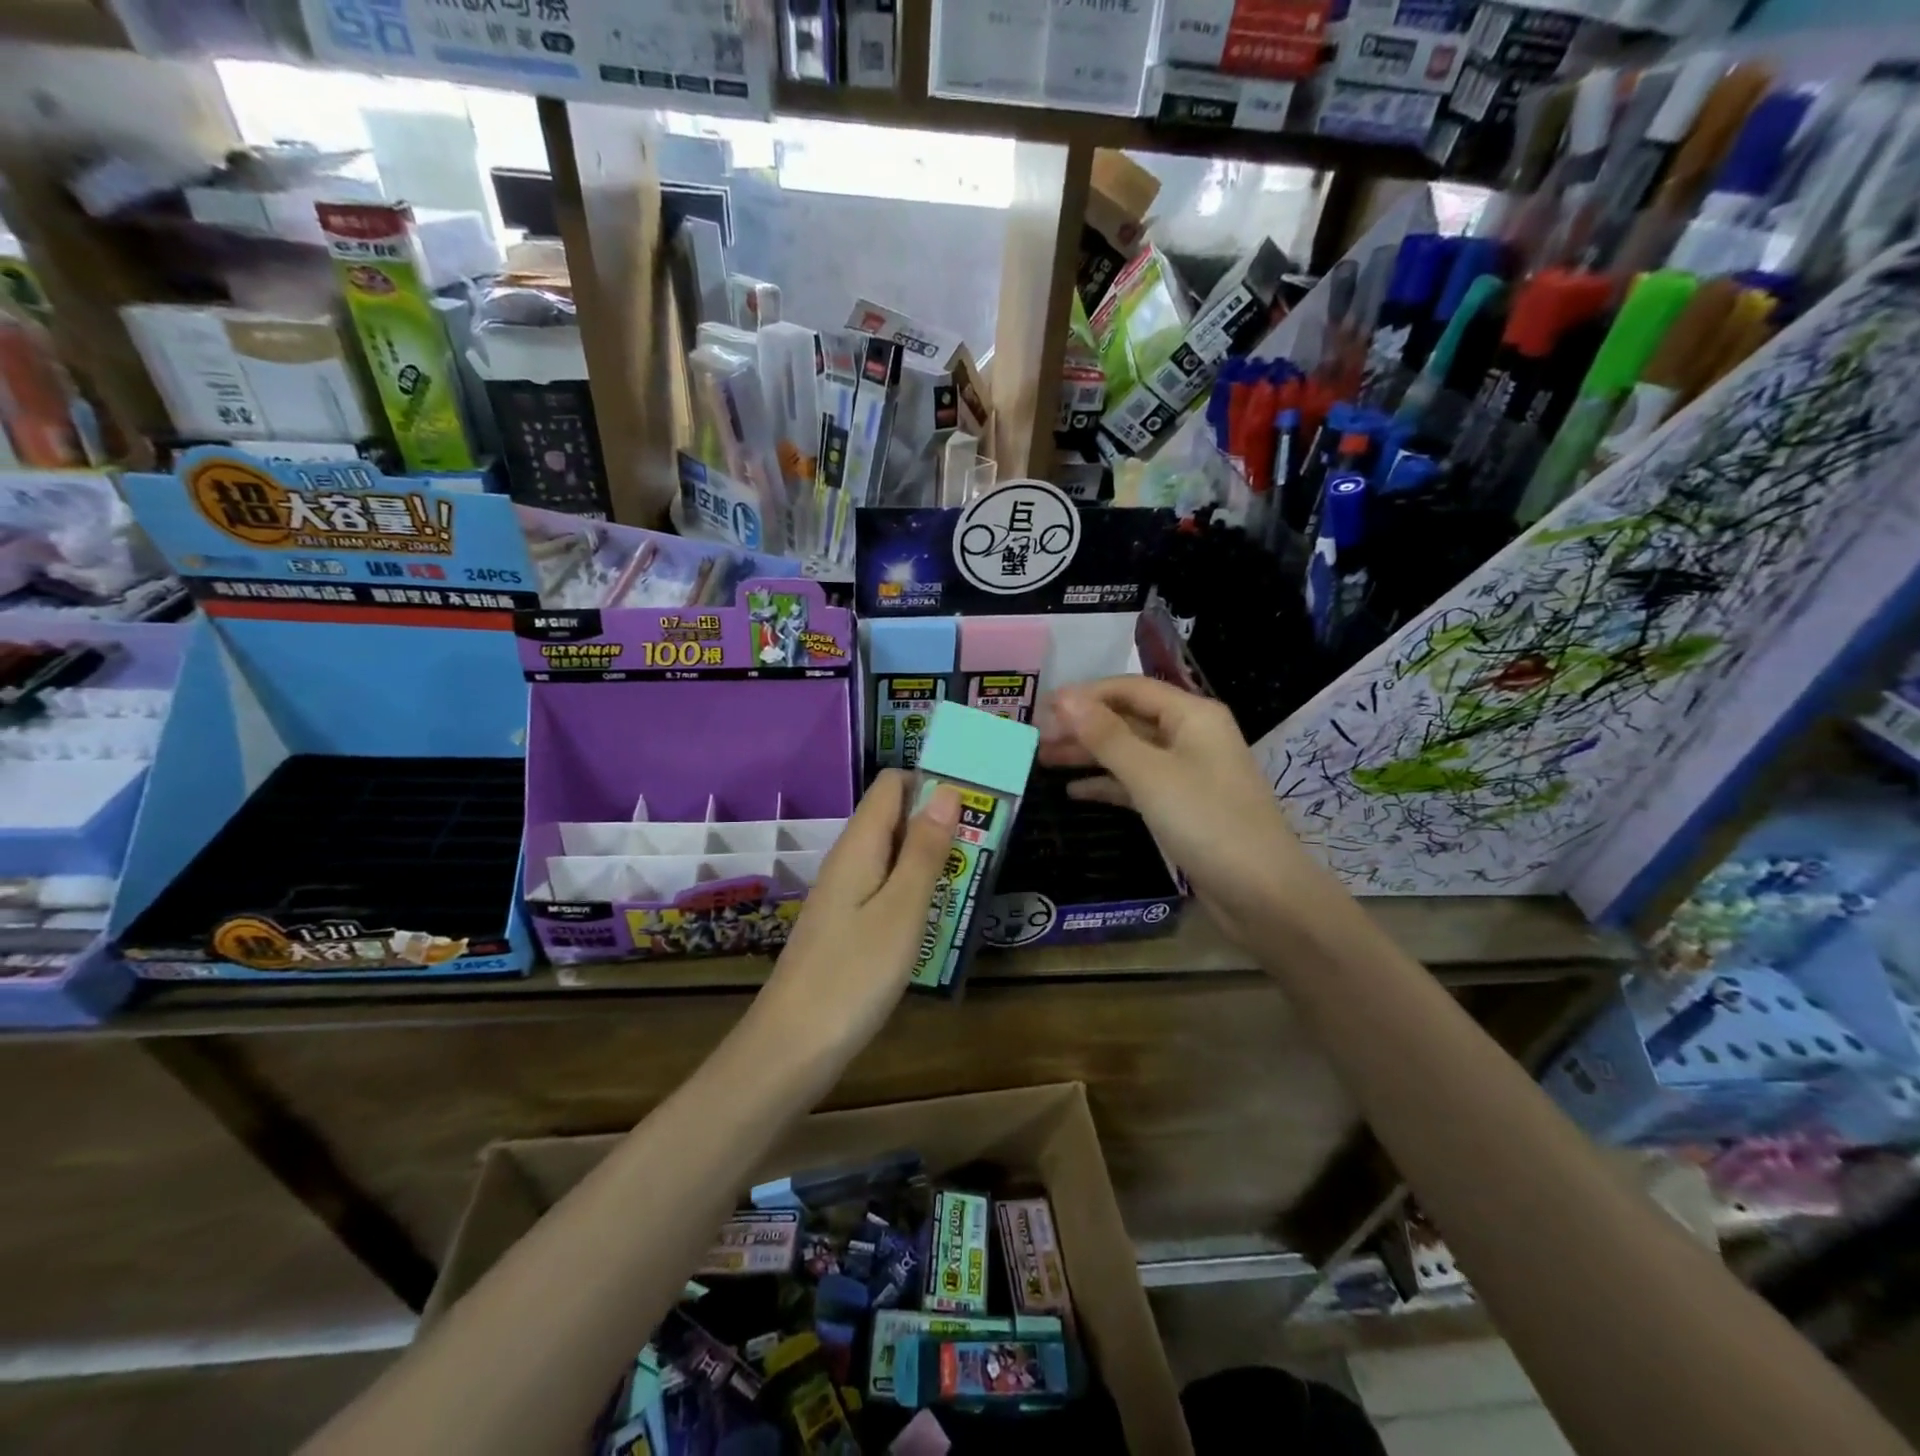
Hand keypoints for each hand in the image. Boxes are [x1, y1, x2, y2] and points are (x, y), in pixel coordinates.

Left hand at [758, 769, 960, 1056]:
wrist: (792, 1046)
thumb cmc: (854, 974)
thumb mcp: (902, 910)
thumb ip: (924, 850)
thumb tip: (946, 790)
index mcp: (859, 845)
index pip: (892, 784)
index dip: (931, 781)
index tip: (975, 802)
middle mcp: (848, 859)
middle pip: (893, 816)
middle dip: (938, 820)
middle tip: (984, 846)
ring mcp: (844, 893)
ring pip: (892, 854)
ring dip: (930, 856)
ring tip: (970, 877)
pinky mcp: (846, 924)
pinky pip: (884, 886)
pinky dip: (914, 888)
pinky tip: (937, 914)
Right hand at [1038, 677, 1336, 947]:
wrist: (1262, 894)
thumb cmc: (1207, 822)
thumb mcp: (1150, 774)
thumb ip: (1106, 735)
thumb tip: (1064, 698)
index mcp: (1192, 715)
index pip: (1130, 689)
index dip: (1085, 695)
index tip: (1042, 708)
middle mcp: (1191, 736)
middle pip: (1128, 719)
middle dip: (1083, 726)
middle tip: (1036, 738)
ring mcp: (1187, 773)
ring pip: (1129, 753)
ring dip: (1089, 755)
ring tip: (1044, 760)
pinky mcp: (1182, 806)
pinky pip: (1137, 784)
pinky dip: (1107, 785)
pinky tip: (1073, 792)